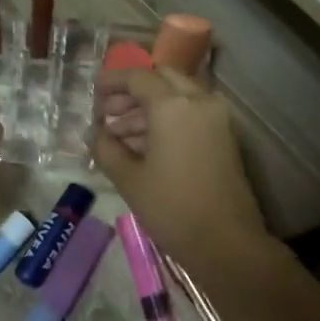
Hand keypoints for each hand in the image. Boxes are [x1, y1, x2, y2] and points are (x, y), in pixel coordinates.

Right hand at [93, 67, 271, 277]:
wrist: (226, 243)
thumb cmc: (172, 209)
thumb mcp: (128, 179)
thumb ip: (106, 148)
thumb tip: (94, 133)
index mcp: (173, 106)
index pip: (138, 77)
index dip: (112, 81)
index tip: (93, 91)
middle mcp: (199, 101)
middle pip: (162, 79)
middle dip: (132, 92)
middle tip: (107, 113)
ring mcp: (216, 118)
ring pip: (177, 96)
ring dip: (148, 108)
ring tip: (118, 136)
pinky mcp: (224, 137)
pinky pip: (191, 114)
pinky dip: (167, 119)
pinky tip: (143, 146)